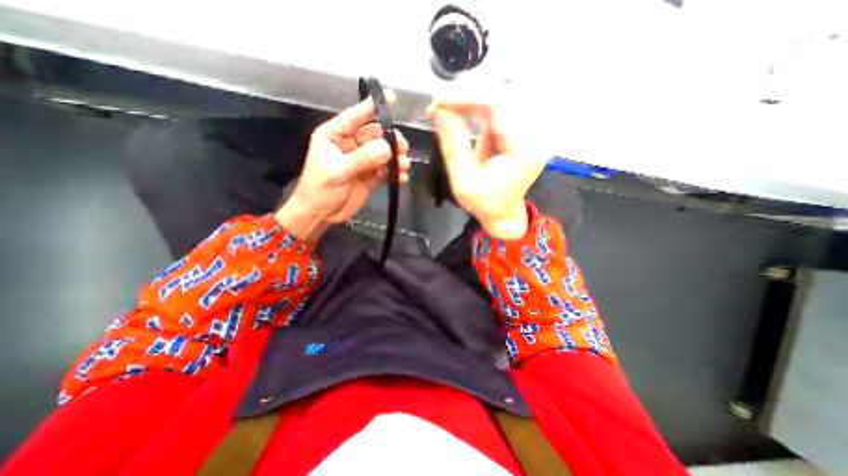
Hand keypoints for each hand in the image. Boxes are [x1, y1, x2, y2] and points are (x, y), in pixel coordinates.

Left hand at [275, 95, 411, 242]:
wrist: (321, 215)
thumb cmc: (319, 190)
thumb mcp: (337, 172)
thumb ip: (361, 159)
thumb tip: (387, 148)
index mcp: (335, 135)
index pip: (355, 116)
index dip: (372, 107)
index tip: (391, 98)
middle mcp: (351, 144)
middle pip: (376, 135)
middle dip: (391, 139)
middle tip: (402, 149)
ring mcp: (364, 161)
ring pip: (385, 152)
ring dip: (397, 158)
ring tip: (404, 166)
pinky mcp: (372, 176)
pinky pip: (387, 170)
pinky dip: (396, 173)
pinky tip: (402, 178)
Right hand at [433, 96, 545, 239]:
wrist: (503, 213)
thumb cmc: (484, 203)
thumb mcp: (463, 181)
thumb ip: (452, 145)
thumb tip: (439, 110)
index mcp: (523, 149)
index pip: (499, 106)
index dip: (467, 97)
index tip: (439, 102)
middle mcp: (534, 133)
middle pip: (503, 94)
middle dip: (468, 91)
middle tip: (439, 101)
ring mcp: (530, 129)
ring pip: (502, 94)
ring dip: (472, 94)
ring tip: (447, 102)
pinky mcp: (522, 129)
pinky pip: (500, 105)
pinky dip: (478, 102)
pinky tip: (461, 106)